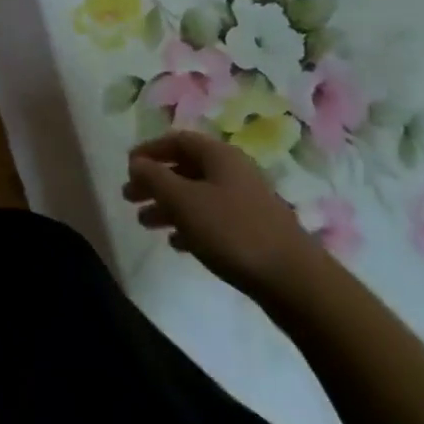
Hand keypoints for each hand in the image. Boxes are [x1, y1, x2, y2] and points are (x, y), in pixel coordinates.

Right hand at [124, 131, 323, 302]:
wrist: (296, 282)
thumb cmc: (233, 231)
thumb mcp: (184, 201)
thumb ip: (155, 178)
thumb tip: (136, 162)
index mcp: (219, 156)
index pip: (177, 141)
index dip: (149, 151)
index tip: (127, 167)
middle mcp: (233, 172)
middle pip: (185, 169)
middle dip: (155, 182)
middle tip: (129, 197)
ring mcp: (246, 203)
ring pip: (197, 196)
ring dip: (168, 206)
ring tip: (145, 223)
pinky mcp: (254, 232)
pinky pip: (212, 219)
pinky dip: (190, 225)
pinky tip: (176, 243)